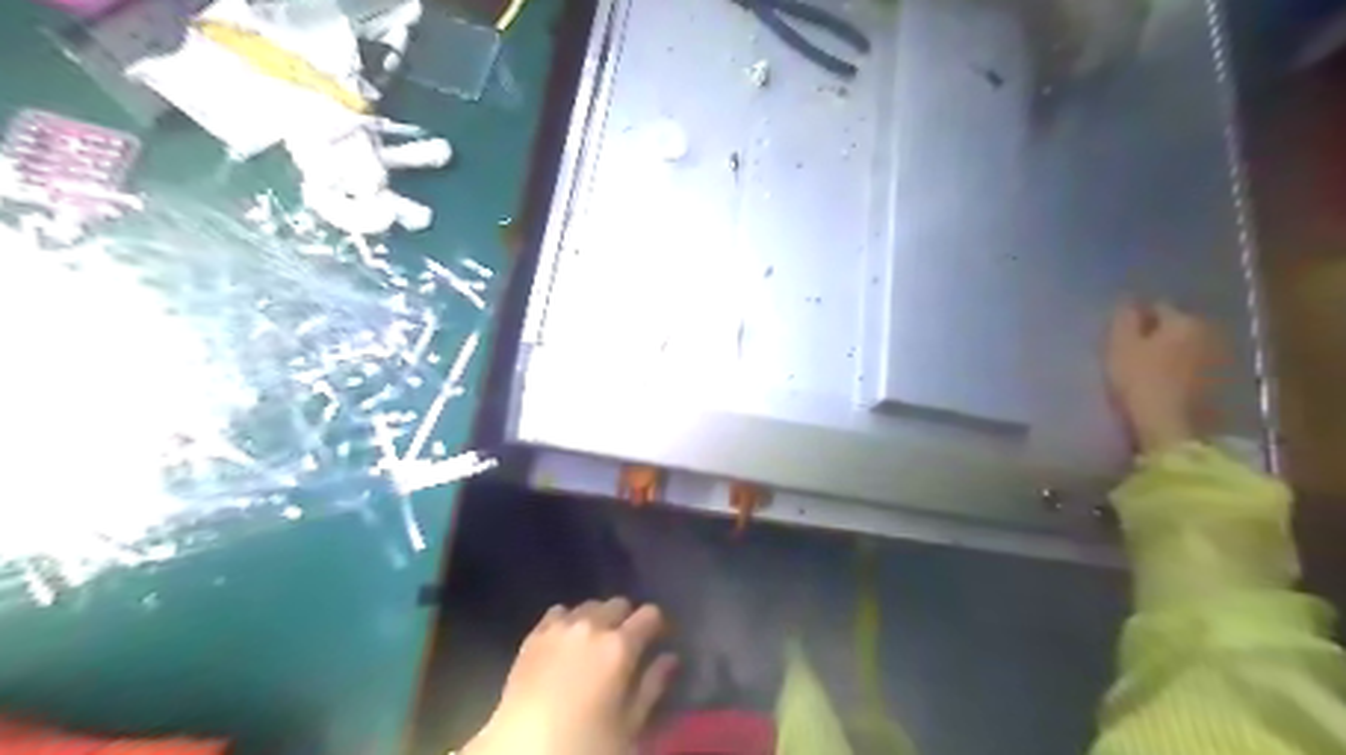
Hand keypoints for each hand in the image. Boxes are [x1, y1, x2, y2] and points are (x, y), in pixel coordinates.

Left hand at [464, 600, 679, 754]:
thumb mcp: (630, 725)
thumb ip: (653, 686)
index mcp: (620, 646)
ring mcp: (560, 627)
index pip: (650, 614)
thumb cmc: (586, 744)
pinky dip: (568, 620)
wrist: (522, 752)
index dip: (657, 625)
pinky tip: (566, 641)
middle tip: (625, 645)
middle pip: (619, 603)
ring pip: (589, 605)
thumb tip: (670, 658)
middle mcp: (592, 626)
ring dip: (598, 618)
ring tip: (594, 643)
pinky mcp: (534, 635)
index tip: (658, 640)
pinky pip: (558, 612)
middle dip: (627, 619)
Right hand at [1109, 301, 1228, 454]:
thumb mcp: (1120, 347)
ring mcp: (1221, 359)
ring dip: (1172, 351)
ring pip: (1189, 346)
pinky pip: (1196, 367)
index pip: (1158, 306)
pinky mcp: (1223, 384)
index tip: (1120, 332)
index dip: (1137, 317)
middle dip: (1158, 332)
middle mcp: (1210, 332)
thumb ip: (1124, 319)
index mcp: (1184, 320)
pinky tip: (1166, 383)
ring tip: (1149, 367)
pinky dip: (1183, 370)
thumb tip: (1128, 299)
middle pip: (1177, 325)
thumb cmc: (1140, 382)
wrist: (1174, 429)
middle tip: (1133, 349)